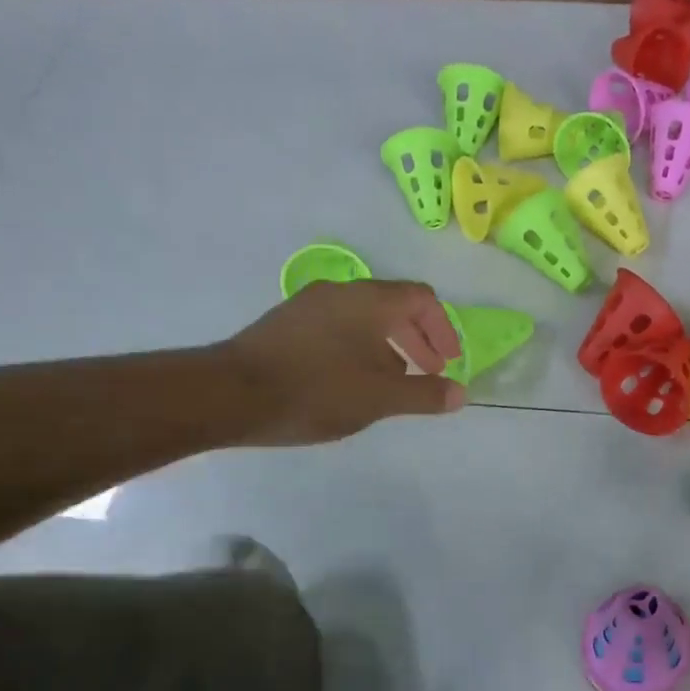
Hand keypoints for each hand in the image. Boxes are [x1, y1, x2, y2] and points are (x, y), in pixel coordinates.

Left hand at [218, 280, 465, 444]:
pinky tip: (351, 382)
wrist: (230, 394)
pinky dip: (359, 348)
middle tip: (428, 372)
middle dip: (418, 339)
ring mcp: (309, 305)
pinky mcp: (286, 323)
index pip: (423, 299)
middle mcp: (342, 292)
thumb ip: (425, 394)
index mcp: (371, 301)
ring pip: (364, 318)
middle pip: (394, 306)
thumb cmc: (317, 390)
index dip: (444, 329)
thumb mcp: (380, 398)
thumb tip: (460, 394)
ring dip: (389, 346)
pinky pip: (338, 327)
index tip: (449, 362)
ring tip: (393, 382)